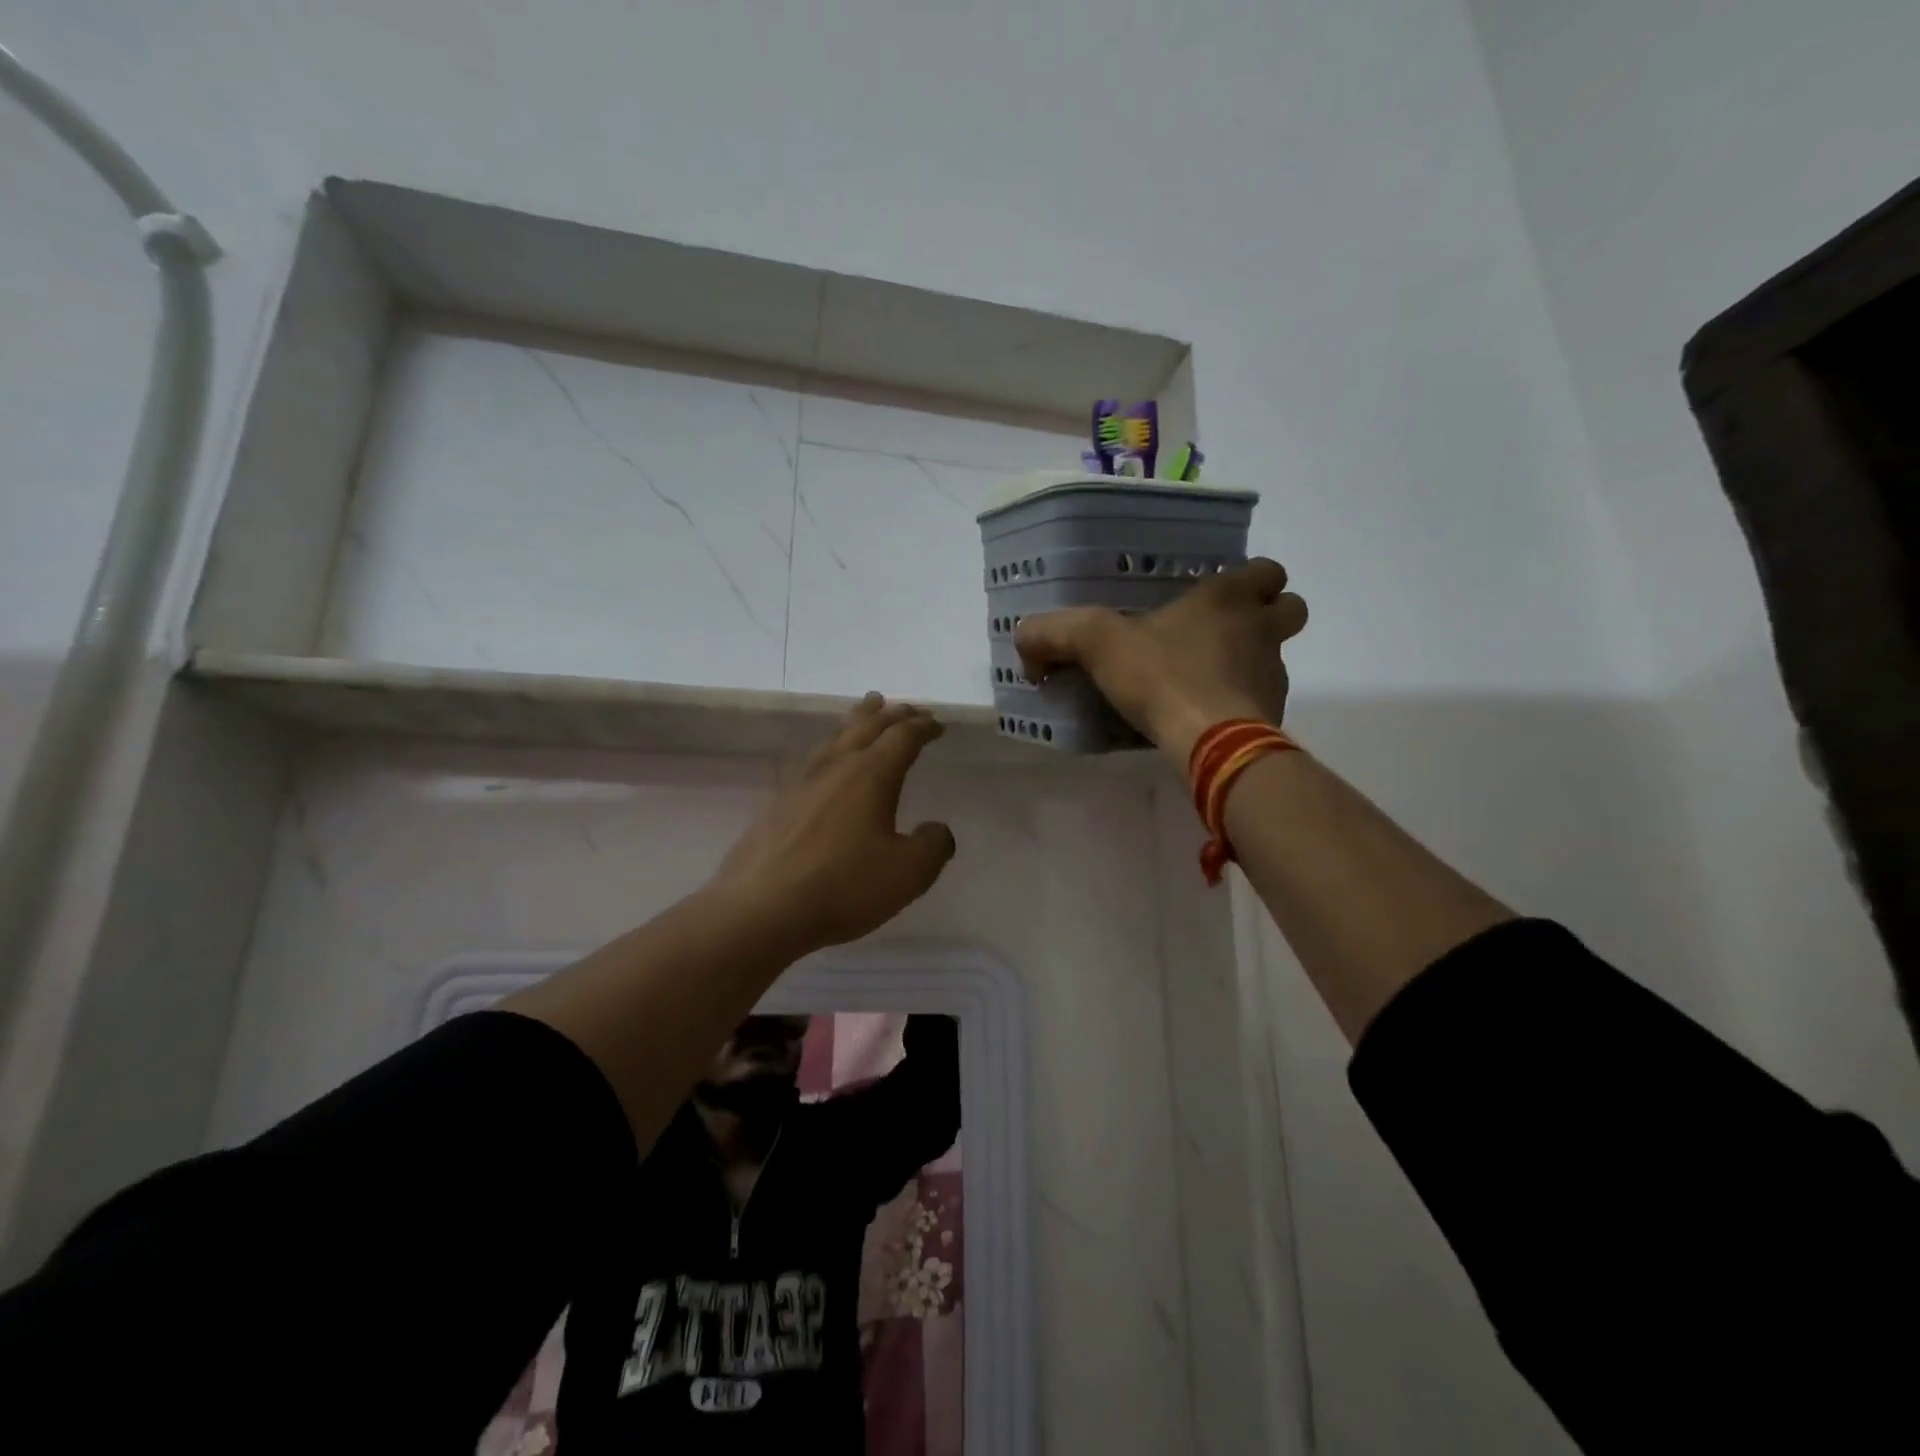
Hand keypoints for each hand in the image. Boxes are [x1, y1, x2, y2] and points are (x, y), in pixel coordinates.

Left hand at [711, 694, 956, 952]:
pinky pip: (813, 762)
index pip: (902, 737)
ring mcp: (802, 784)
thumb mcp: (907, 872)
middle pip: (866, 727)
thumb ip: (932, 846)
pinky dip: (830, 750)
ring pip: (835, 739)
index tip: (937, 725)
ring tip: (864, 712)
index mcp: (871, 775)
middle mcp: (836, 768)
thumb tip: (936, 830)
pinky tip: (826, 766)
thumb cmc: (843, 886)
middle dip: (890, 714)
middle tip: (905, 707)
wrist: (761, 908)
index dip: (922, 727)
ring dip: (856, 721)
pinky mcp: (778, 805)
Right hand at [1014, 559, 1307, 767]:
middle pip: (1290, 608)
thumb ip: (1053, 633)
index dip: (1251, 579)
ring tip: (1209, 679)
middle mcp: (1261, 630)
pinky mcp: (1273, 716)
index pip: (1267, 570)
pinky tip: (1209, 717)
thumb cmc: (1162, 677)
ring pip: (1279, 656)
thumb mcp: (1096, 644)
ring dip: (1253, 661)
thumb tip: (1026, 644)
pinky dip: (1244, 703)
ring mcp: (1274, 675)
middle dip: (1268, 615)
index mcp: (1228, 599)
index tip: (1218, 596)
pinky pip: (1265, 700)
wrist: (1211, 742)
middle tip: (1225, 632)